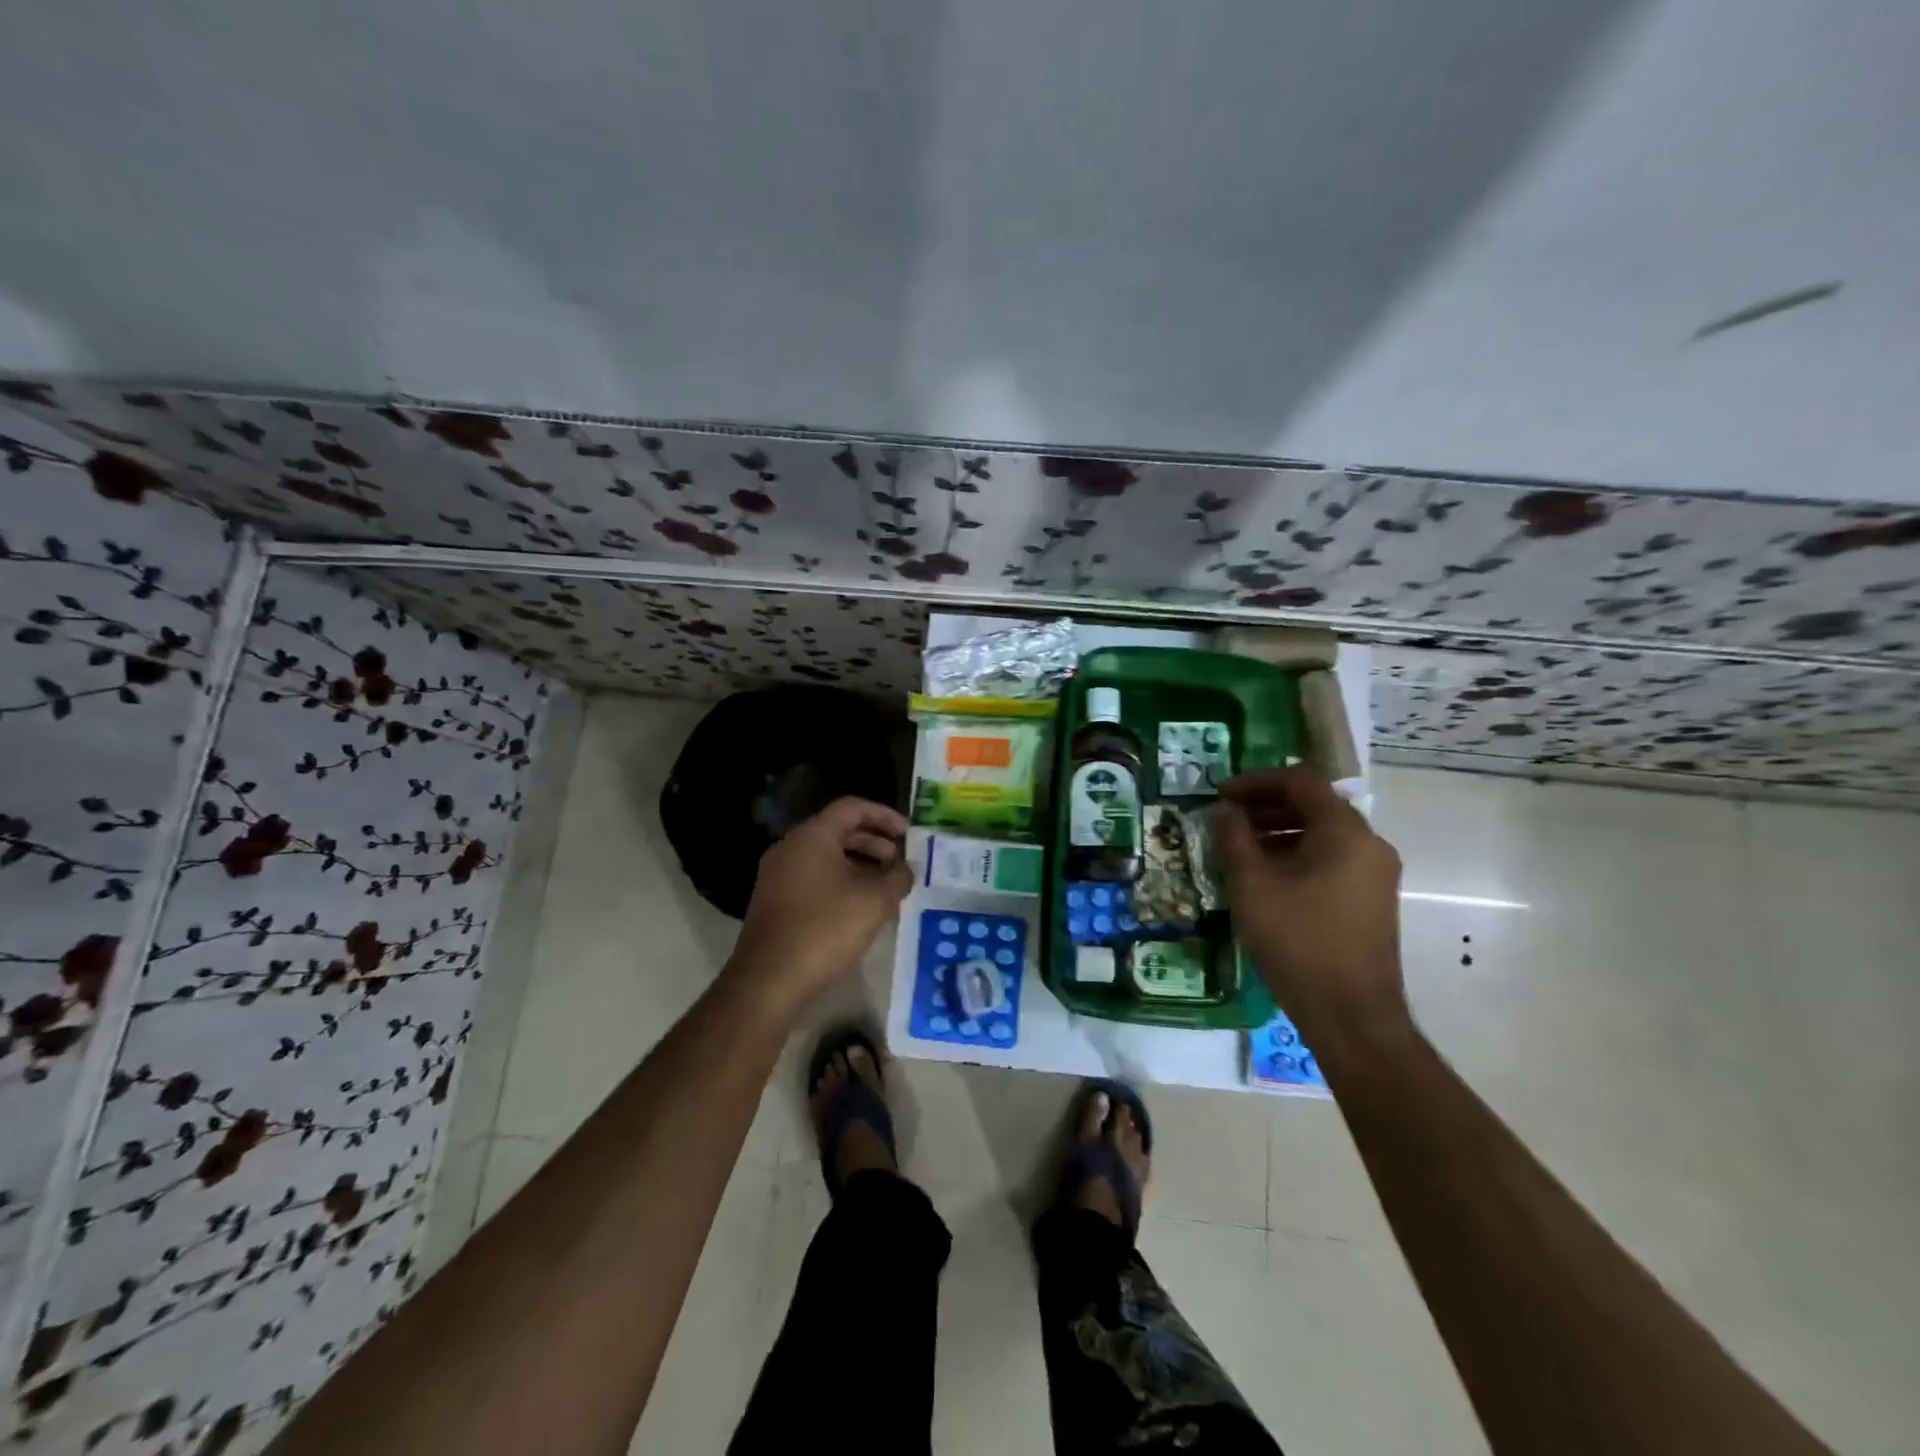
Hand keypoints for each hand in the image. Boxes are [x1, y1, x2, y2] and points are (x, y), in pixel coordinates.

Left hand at [728, 797, 911, 1013]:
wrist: (770, 980)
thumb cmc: (825, 928)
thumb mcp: (875, 900)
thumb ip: (898, 877)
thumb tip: (907, 868)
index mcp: (812, 836)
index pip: (852, 807)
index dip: (885, 815)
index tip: (909, 833)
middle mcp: (790, 848)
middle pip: (838, 831)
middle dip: (875, 843)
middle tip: (900, 862)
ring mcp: (778, 876)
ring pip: (826, 857)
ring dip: (860, 866)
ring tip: (887, 887)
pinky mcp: (775, 902)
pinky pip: (814, 879)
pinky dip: (841, 883)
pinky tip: (861, 908)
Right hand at [1214, 766, 1411, 1055]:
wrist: (1351, 1015)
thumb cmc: (1297, 941)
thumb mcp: (1252, 885)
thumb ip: (1235, 838)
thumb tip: (1227, 811)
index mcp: (1344, 831)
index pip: (1300, 780)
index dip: (1256, 781)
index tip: (1220, 796)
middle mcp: (1369, 843)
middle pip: (1314, 804)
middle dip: (1266, 806)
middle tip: (1226, 820)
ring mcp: (1375, 873)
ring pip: (1323, 833)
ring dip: (1279, 831)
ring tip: (1239, 848)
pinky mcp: (1372, 899)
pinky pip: (1332, 858)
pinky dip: (1297, 854)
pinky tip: (1266, 877)